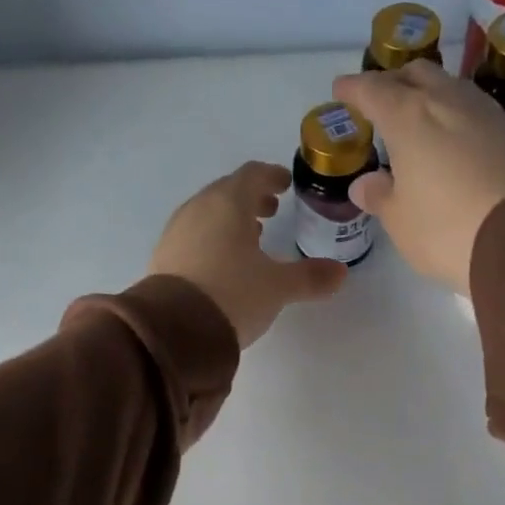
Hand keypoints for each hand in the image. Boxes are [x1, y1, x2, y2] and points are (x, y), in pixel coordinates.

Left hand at [149, 162, 347, 346]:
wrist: (175, 329)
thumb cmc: (232, 295)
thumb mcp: (277, 288)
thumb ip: (309, 278)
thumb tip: (341, 273)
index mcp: (229, 203)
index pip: (253, 175)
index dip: (272, 176)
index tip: (285, 184)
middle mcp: (199, 208)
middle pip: (227, 193)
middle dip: (251, 199)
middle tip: (270, 211)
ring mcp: (176, 232)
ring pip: (208, 215)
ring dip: (230, 221)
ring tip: (250, 239)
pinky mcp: (163, 258)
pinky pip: (193, 238)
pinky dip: (212, 240)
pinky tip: (222, 264)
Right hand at [331, 61, 504, 294]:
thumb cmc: (443, 229)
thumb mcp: (399, 221)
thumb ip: (379, 196)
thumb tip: (365, 184)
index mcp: (408, 117)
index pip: (372, 90)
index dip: (354, 89)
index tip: (341, 90)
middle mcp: (446, 100)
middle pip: (415, 73)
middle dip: (394, 82)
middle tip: (381, 102)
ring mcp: (483, 110)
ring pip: (448, 86)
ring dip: (429, 94)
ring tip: (419, 117)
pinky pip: (474, 109)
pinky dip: (455, 114)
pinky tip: (454, 136)